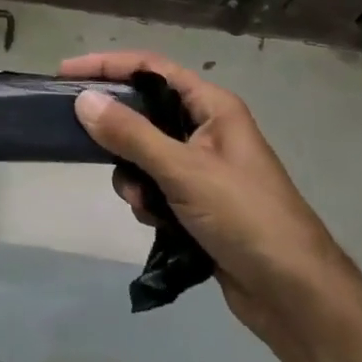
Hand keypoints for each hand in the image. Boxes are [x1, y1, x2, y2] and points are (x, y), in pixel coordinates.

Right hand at [63, 51, 361, 361]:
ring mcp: (203, 168)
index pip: (151, 69)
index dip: (108, 66)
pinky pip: (156, 186)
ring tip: (144, 203)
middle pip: (145, 112)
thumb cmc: (245, 217)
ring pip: (145, 154)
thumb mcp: (183, 171)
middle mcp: (207, 130)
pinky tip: (158, 223)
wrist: (295, 295)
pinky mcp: (199, 203)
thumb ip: (131, 134)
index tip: (66, 74)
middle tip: (85, 142)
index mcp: (213, 107)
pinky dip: (149, 201)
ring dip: (135, 176)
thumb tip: (84, 100)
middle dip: (120, 134)